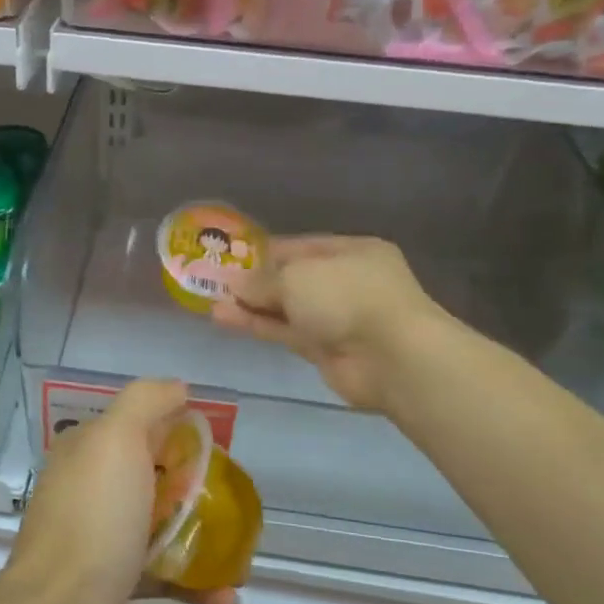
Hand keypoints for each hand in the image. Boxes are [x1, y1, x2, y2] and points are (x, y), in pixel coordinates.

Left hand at [0, 379, 239, 603]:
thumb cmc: (94, 520)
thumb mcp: (116, 439)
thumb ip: (145, 401)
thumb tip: (178, 388)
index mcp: (88, 449)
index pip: (140, 425)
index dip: (180, 432)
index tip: (217, 451)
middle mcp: (90, 487)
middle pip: (157, 476)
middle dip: (199, 491)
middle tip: (234, 507)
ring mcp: (101, 537)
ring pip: (163, 527)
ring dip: (204, 542)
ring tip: (240, 563)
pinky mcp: (113, 583)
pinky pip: (162, 574)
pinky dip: (195, 585)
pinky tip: (225, 602)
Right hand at [213, 235, 442, 409]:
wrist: (391, 357)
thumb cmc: (347, 295)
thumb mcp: (297, 276)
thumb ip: (262, 279)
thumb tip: (234, 282)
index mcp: (351, 251)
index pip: (300, 246)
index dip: (264, 252)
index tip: (231, 258)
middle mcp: (346, 281)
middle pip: (293, 279)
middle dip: (255, 282)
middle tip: (215, 282)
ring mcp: (337, 318)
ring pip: (286, 308)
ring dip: (251, 306)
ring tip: (211, 304)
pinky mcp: (325, 350)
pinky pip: (285, 332)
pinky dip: (258, 326)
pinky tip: (224, 319)